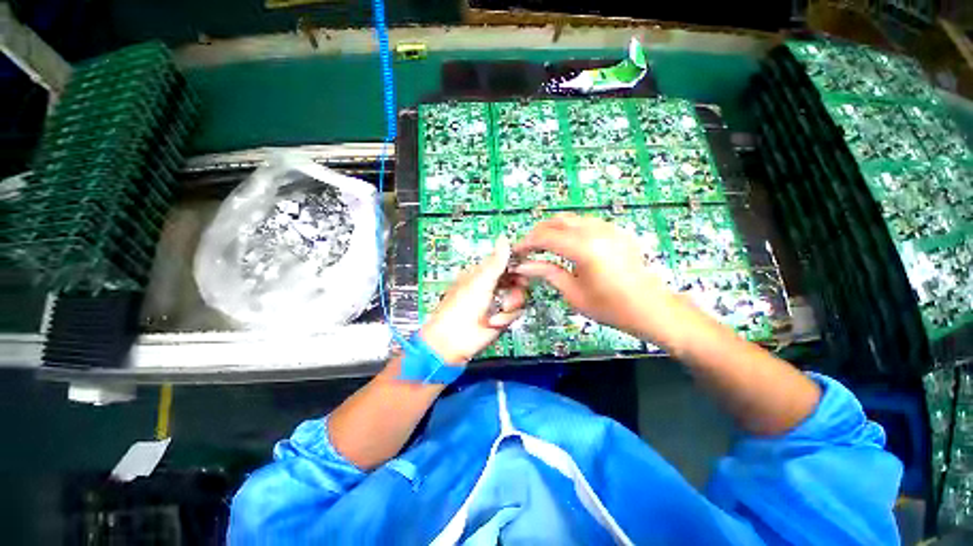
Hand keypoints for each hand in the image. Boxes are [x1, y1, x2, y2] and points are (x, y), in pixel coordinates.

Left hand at [420, 236, 526, 363]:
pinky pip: (516, 312)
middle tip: (514, 289)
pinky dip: (506, 318)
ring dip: (511, 304)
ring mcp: (497, 302)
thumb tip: (504, 238)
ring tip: (499, 309)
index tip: (526, 266)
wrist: (454, 340)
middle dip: (517, 287)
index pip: (505, 262)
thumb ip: (496, 262)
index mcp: (483, 273)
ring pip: (519, 296)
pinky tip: (494, 321)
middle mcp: (492, 286)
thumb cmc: (461, 307)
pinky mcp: (502, 318)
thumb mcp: (481, 281)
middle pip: (516, 279)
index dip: (517, 263)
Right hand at [513, 213, 700, 351]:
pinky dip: (569, 229)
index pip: (545, 237)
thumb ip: (547, 272)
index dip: (526, 243)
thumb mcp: (573, 292)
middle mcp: (596, 231)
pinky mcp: (615, 230)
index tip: (516, 252)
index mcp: (584, 248)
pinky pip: (585, 222)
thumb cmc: (610, 307)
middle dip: (538, 232)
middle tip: (527, 249)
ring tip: (543, 246)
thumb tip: (523, 265)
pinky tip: (566, 244)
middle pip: (557, 221)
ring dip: (553, 228)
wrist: (651, 308)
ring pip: (571, 218)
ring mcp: (608, 228)